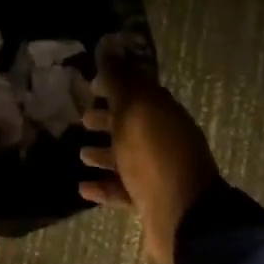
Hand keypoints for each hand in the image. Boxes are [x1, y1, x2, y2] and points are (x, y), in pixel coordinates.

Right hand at [79, 37, 220, 263]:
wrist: (183, 216)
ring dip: (104, 153)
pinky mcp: (150, 201)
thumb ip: (120, 81)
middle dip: (108, 118)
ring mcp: (158, 172)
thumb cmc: (154, 155)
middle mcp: (163, 139)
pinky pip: (123, 189)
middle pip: (133, 124)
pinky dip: (104, 187)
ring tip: (80, 154)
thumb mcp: (134, 110)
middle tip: (81, 118)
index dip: (115, 84)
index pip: (138, 90)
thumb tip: (109, 47)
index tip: (90, 84)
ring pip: (127, 157)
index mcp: (163, 113)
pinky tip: (82, 188)